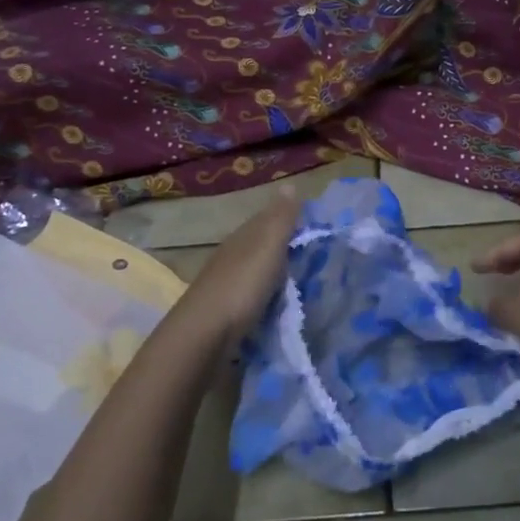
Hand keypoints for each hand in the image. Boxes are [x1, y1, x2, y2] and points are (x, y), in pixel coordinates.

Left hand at [173, 189, 300, 344]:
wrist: (204, 336)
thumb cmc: (241, 285)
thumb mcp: (267, 246)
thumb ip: (280, 219)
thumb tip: (290, 185)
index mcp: (242, 237)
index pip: (266, 219)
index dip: (288, 219)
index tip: (315, 225)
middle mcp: (232, 256)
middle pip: (260, 245)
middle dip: (283, 246)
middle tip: (316, 254)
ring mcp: (227, 285)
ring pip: (256, 270)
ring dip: (275, 272)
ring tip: (303, 280)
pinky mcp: (227, 312)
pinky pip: (254, 295)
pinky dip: (268, 294)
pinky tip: (280, 303)